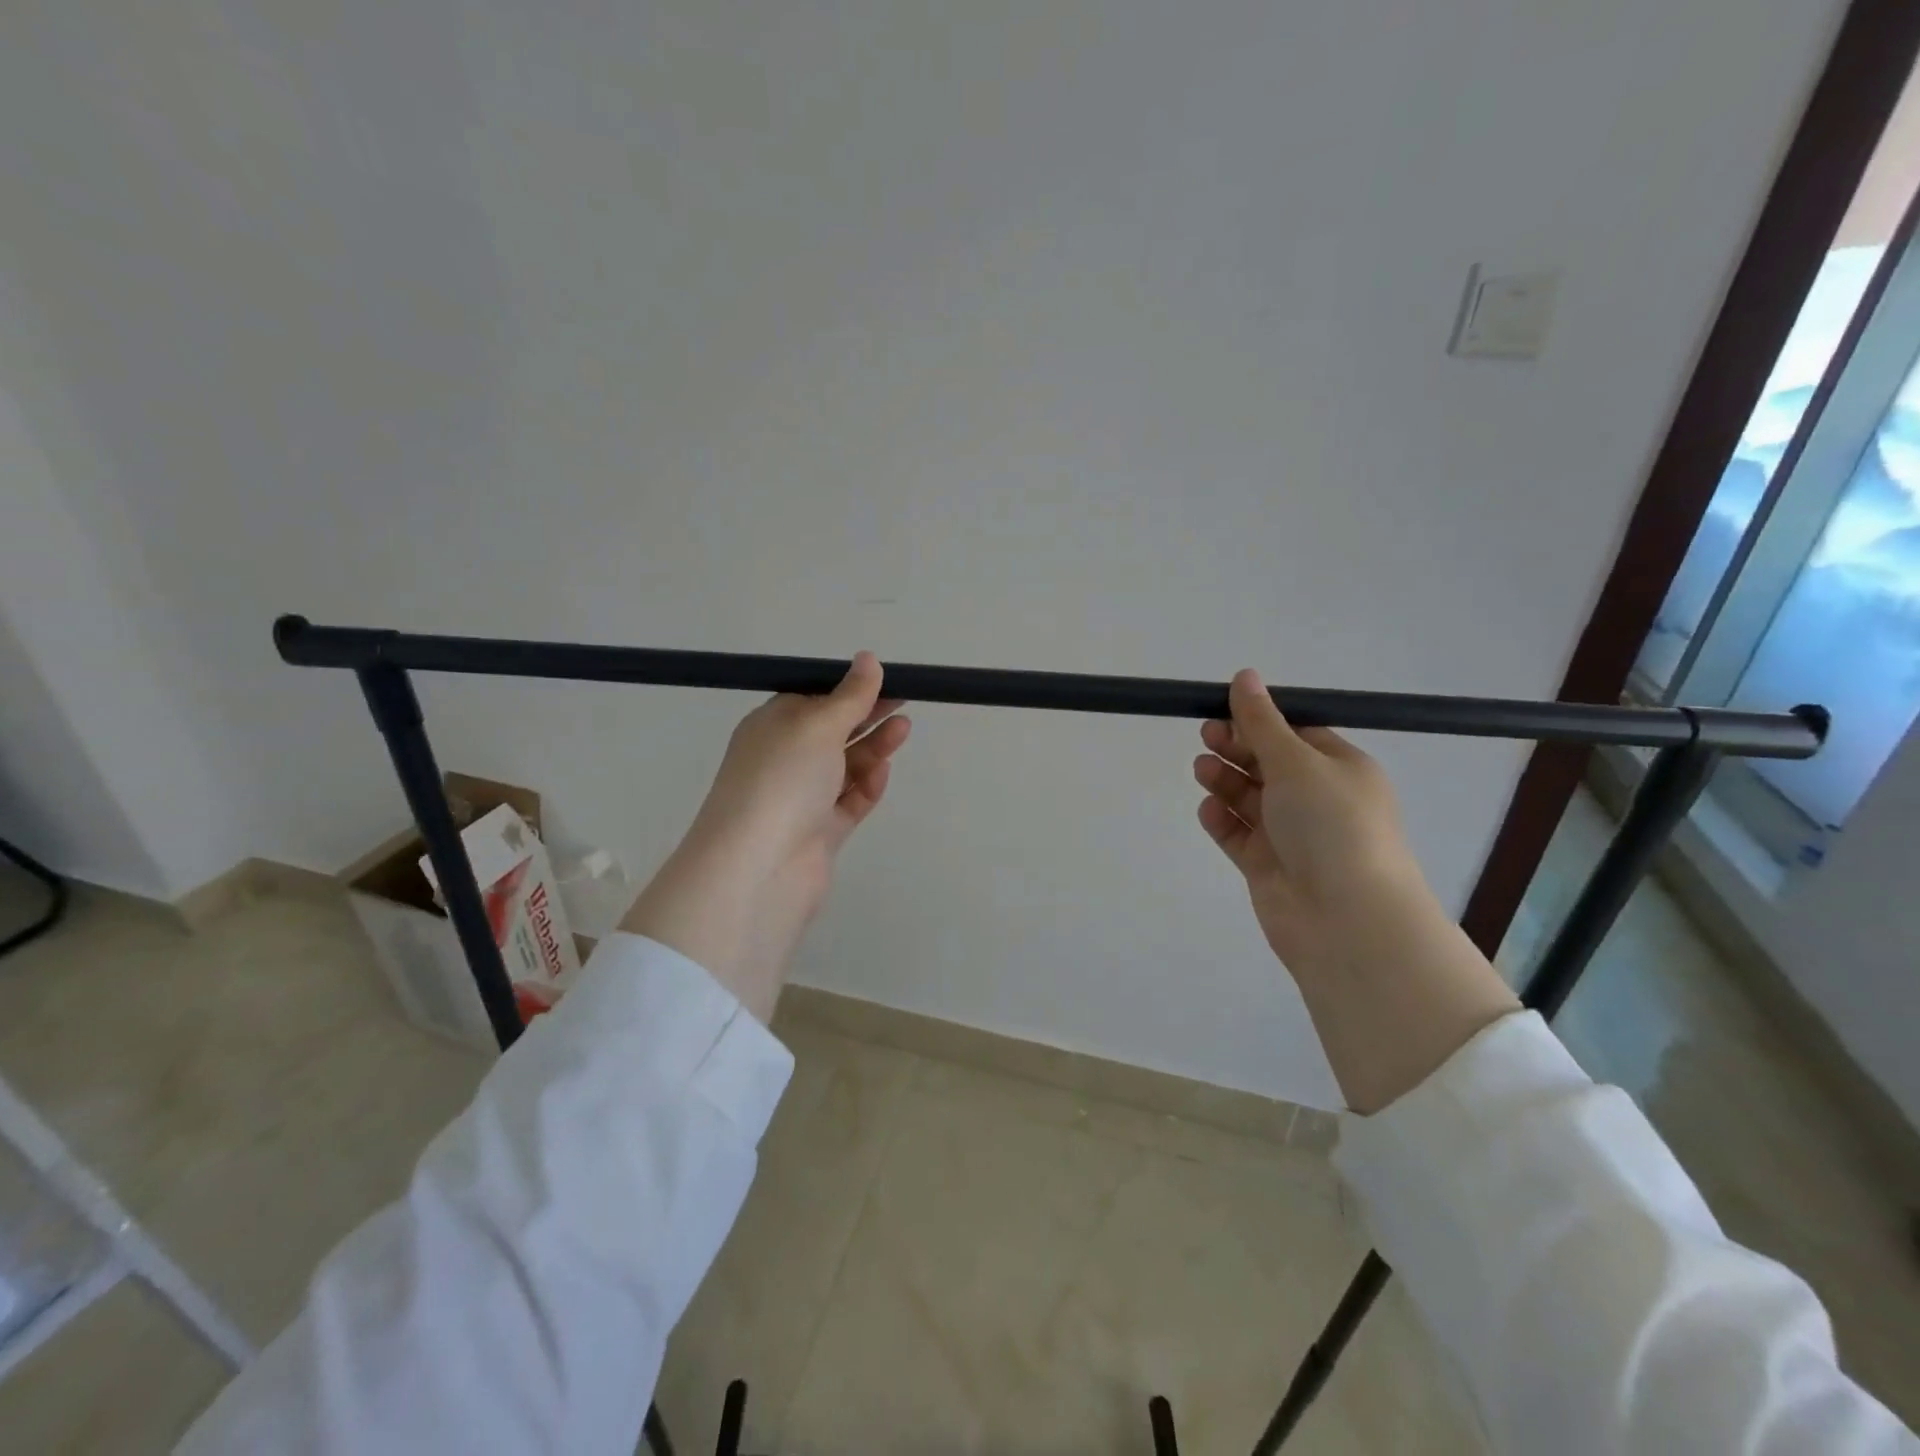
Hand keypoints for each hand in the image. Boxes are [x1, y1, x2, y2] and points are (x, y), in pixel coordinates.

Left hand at [621, 653, 909, 1021]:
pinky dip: (866, 787)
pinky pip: (847, 802)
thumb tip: (868, 659)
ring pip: (844, 766)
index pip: (812, 699)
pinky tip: (882, 774)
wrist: (758, 866)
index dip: (848, 688)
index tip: (884, 680)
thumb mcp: (817, 724)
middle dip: (866, 715)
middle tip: (904, 702)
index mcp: (772, 726)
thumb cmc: (783, 779)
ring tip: (904, 729)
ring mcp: (801, 798)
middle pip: (832, 731)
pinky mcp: (819, 832)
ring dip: (872, 748)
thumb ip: (850, 696)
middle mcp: (783, 760)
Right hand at [1194, 669, 1516, 1111]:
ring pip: (1252, 800)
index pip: (1297, 734)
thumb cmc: (1331, 825)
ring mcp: (1293, 837)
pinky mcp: (1269, 867)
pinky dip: (1224, 821)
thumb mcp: (1296, 761)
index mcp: (1341, 770)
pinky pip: (1240, 836)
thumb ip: (1261, 722)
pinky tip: (1208, 810)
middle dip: (1238, 749)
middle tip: (1206, 736)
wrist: (1345, 919)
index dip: (1260, 720)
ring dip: (1227, 782)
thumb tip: (1244, 675)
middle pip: (1270, 765)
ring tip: (1202, 769)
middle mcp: (1320, 801)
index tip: (1223, 709)